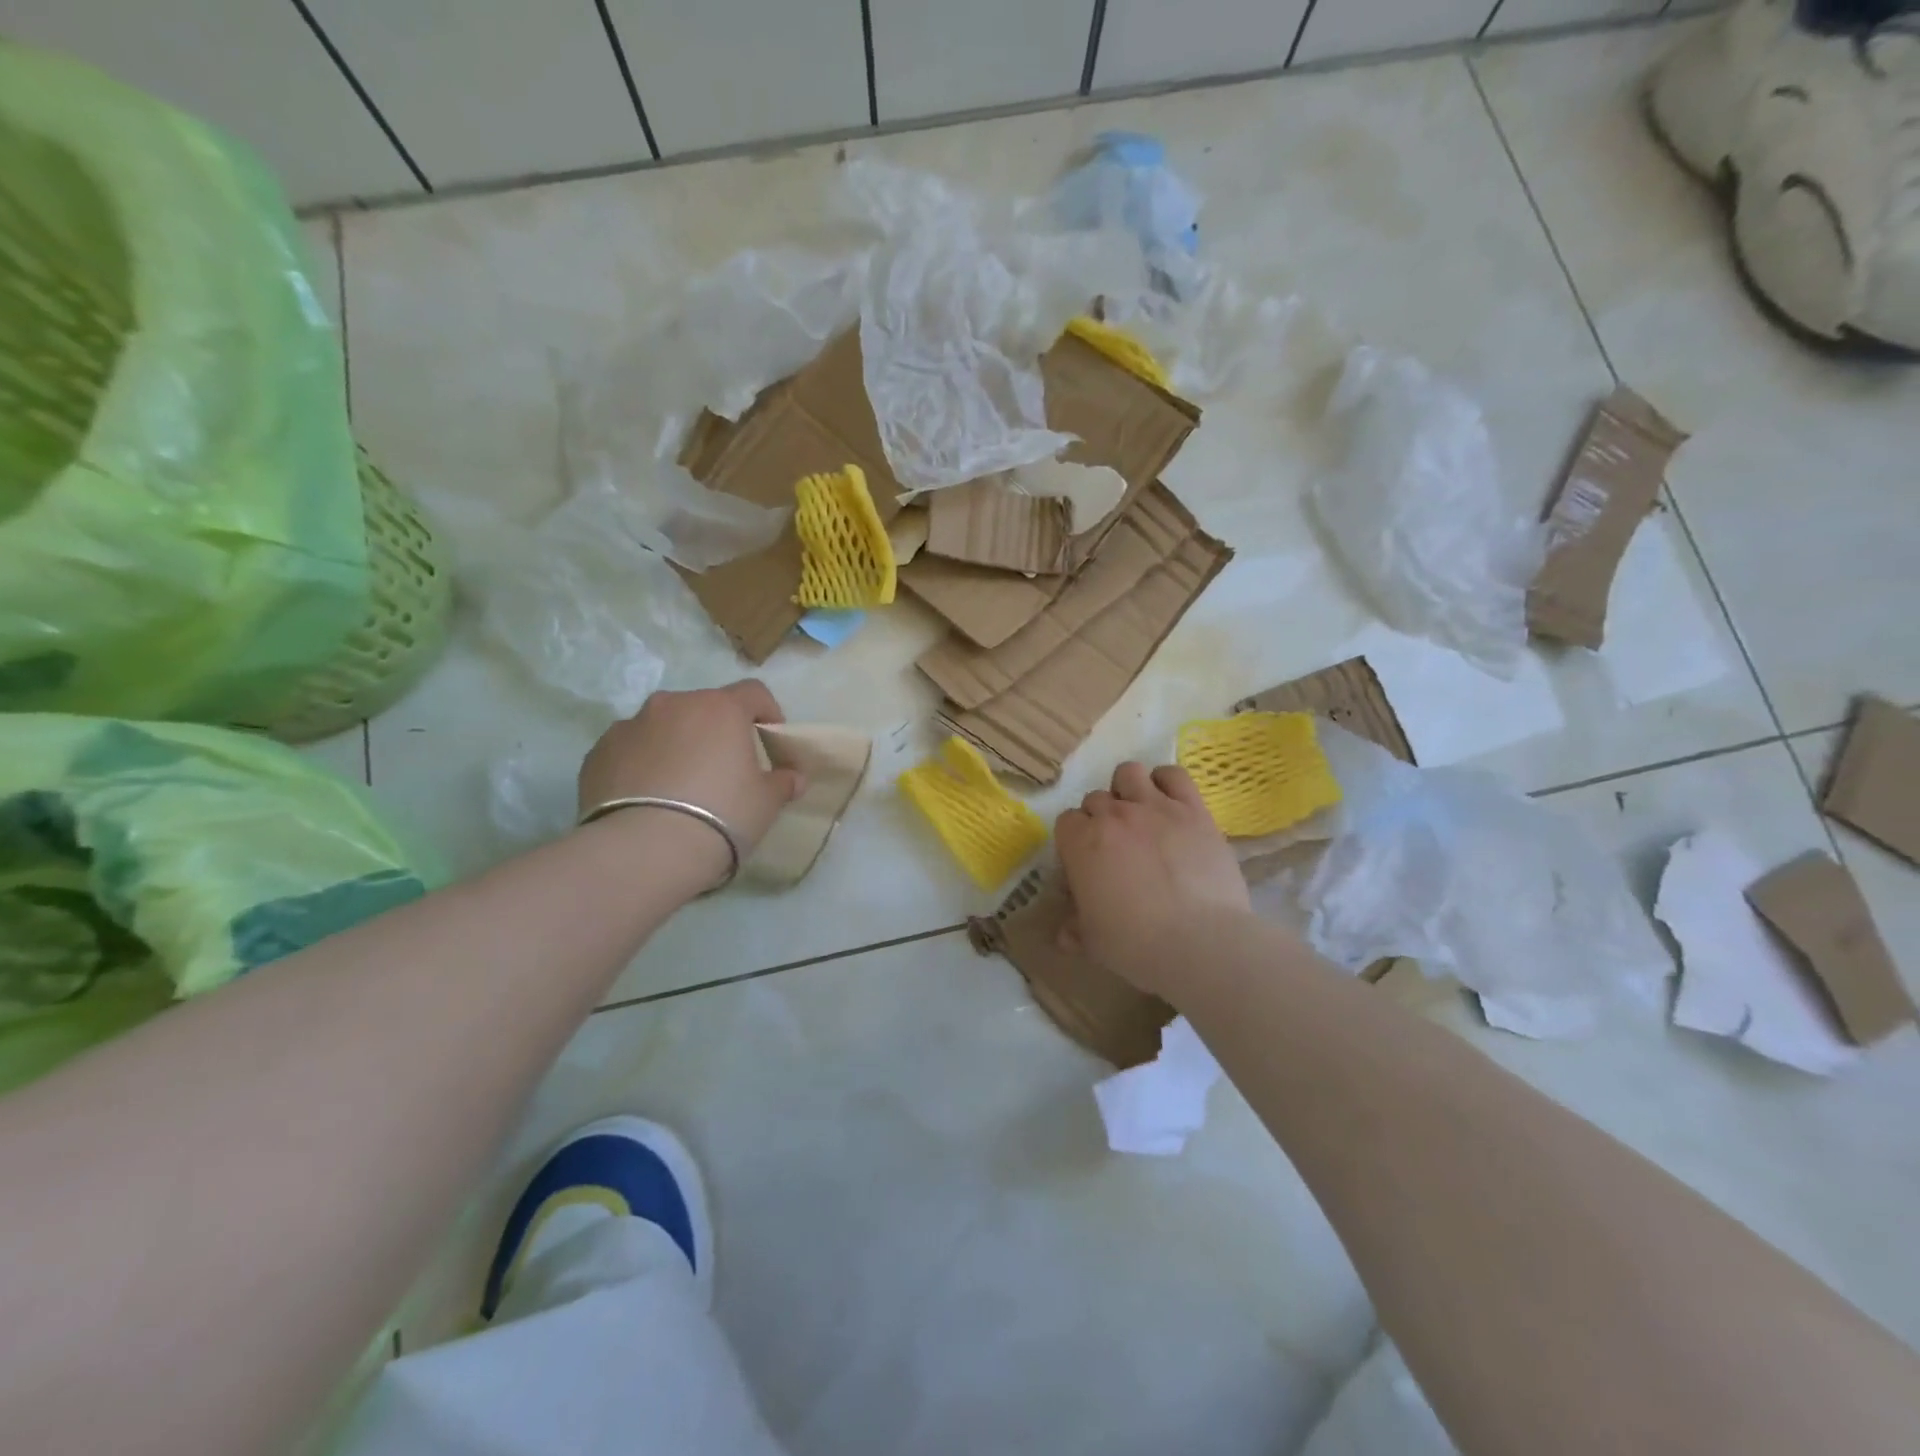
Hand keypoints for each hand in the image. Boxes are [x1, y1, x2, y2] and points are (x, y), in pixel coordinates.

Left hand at [577, 681, 804, 885]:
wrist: (645, 850)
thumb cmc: (722, 815)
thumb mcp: (766, 802)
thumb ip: (782, 782)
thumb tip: (793, 777)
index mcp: (720, 708)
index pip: (753, 693)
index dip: (767, 712)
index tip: (771, 739)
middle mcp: (674, 704)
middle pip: (704, 708)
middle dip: (716, 730)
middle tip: (724, 768)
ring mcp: (630, 725)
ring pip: (663, 726)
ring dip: (676, 744)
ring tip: (680, 786)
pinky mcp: (598, 752)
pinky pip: (630, 750)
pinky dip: (642, 764)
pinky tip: (647, 798)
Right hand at [1055, 762, 1250, 996]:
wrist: (1201, 941)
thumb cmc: (1137, 944)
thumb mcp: (1095, 944)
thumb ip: (1075, 931)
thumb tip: (1065, 934)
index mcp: (1082, 843)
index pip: (1066, 822)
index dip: (1075, 841)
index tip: (1086, 863)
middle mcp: (1114, 815)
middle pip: (1095, 799)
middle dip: (1100, 819)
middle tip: (1116, 848)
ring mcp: (1155, 807)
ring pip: (1128, 774)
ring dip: (1127, 790)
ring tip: (1139, 815)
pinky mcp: (1193, 809)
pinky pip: (1174, 775)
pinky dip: (1166, 781)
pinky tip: (1168, 801)